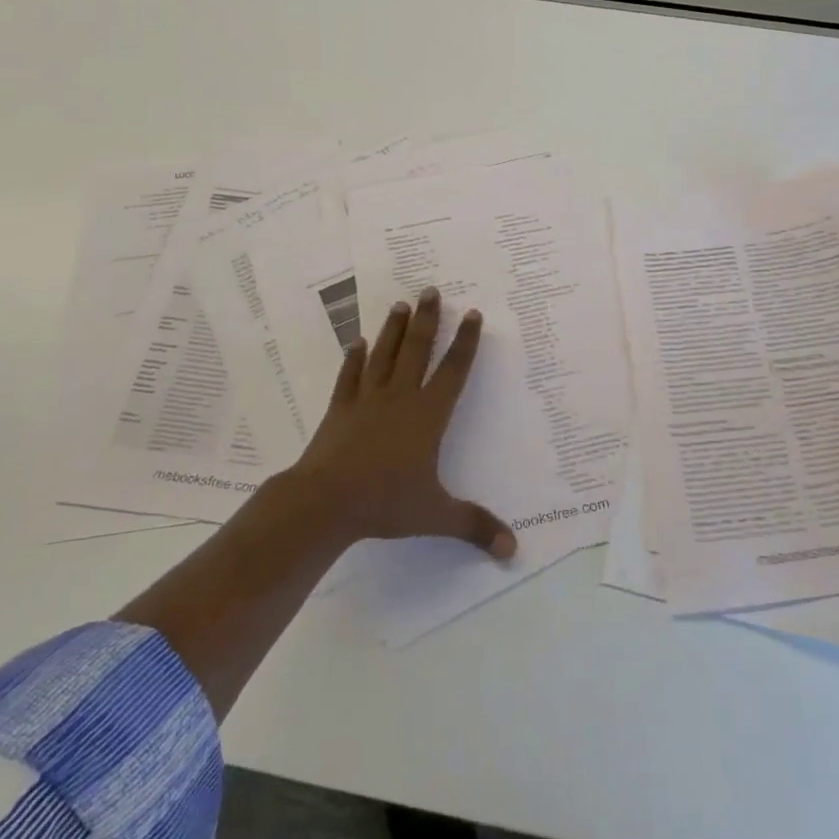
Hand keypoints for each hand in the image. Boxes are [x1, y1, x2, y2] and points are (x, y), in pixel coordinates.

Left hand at [287, 287, 515, 559]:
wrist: (325, 501)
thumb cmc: (385, 502)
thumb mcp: (435, 515)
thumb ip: (474, 526)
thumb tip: (513, 549)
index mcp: (428, 416)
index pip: (453, 371)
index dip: (465, 342)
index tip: (471, 313)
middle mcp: (400, 398)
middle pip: (417, 350)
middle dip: (428, 320)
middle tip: (432, 289)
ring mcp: (367, 400)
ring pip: (384, 355)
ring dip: (394, 329)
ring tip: (401, 304)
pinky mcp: (340, 410)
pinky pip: (349, 377)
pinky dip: (354, 359)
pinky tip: (356, 342)